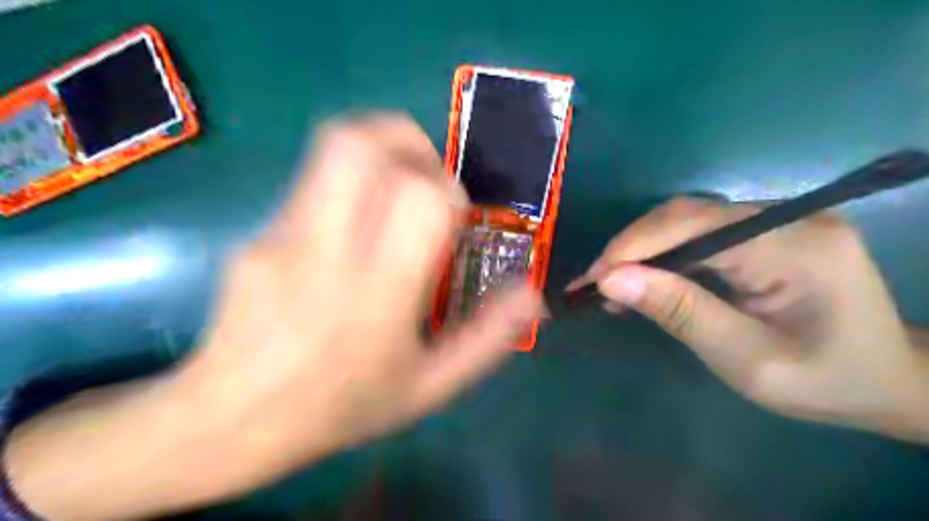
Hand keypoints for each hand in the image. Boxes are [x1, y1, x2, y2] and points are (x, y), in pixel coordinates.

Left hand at [181, 113, 546, 487]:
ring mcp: (280, 236)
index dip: (447, 191)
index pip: (419, 199)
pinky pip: (311, 184)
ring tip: (397, 188)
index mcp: (377, 295)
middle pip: (359, 146)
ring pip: (330, 149)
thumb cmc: (341, 407)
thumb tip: (533, 294)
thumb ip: (487, 339)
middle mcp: (325, 252)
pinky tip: (351, 232)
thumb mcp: (428, 388)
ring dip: (378, 150)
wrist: (231, 420)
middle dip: (407, 141)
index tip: (455, 216)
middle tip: (427, 173)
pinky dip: (347, 189)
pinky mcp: (256, 233)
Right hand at [571, 197, 928, 440]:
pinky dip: (663, 256)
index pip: (694, 226)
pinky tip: (643, 280)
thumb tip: (611, 280)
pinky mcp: (766, 231)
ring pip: (686, 221)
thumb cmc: (823, 380)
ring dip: (641, 250)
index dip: (634, 247)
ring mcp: (777, 220)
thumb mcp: (745, 359)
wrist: (886, 380)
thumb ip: (679, 312)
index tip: (592, 280)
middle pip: (686, 215)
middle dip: (631, 248)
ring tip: (609, 285)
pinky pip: (700, 234)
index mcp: (794, 246)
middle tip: (592, 284)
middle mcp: (787, 217)